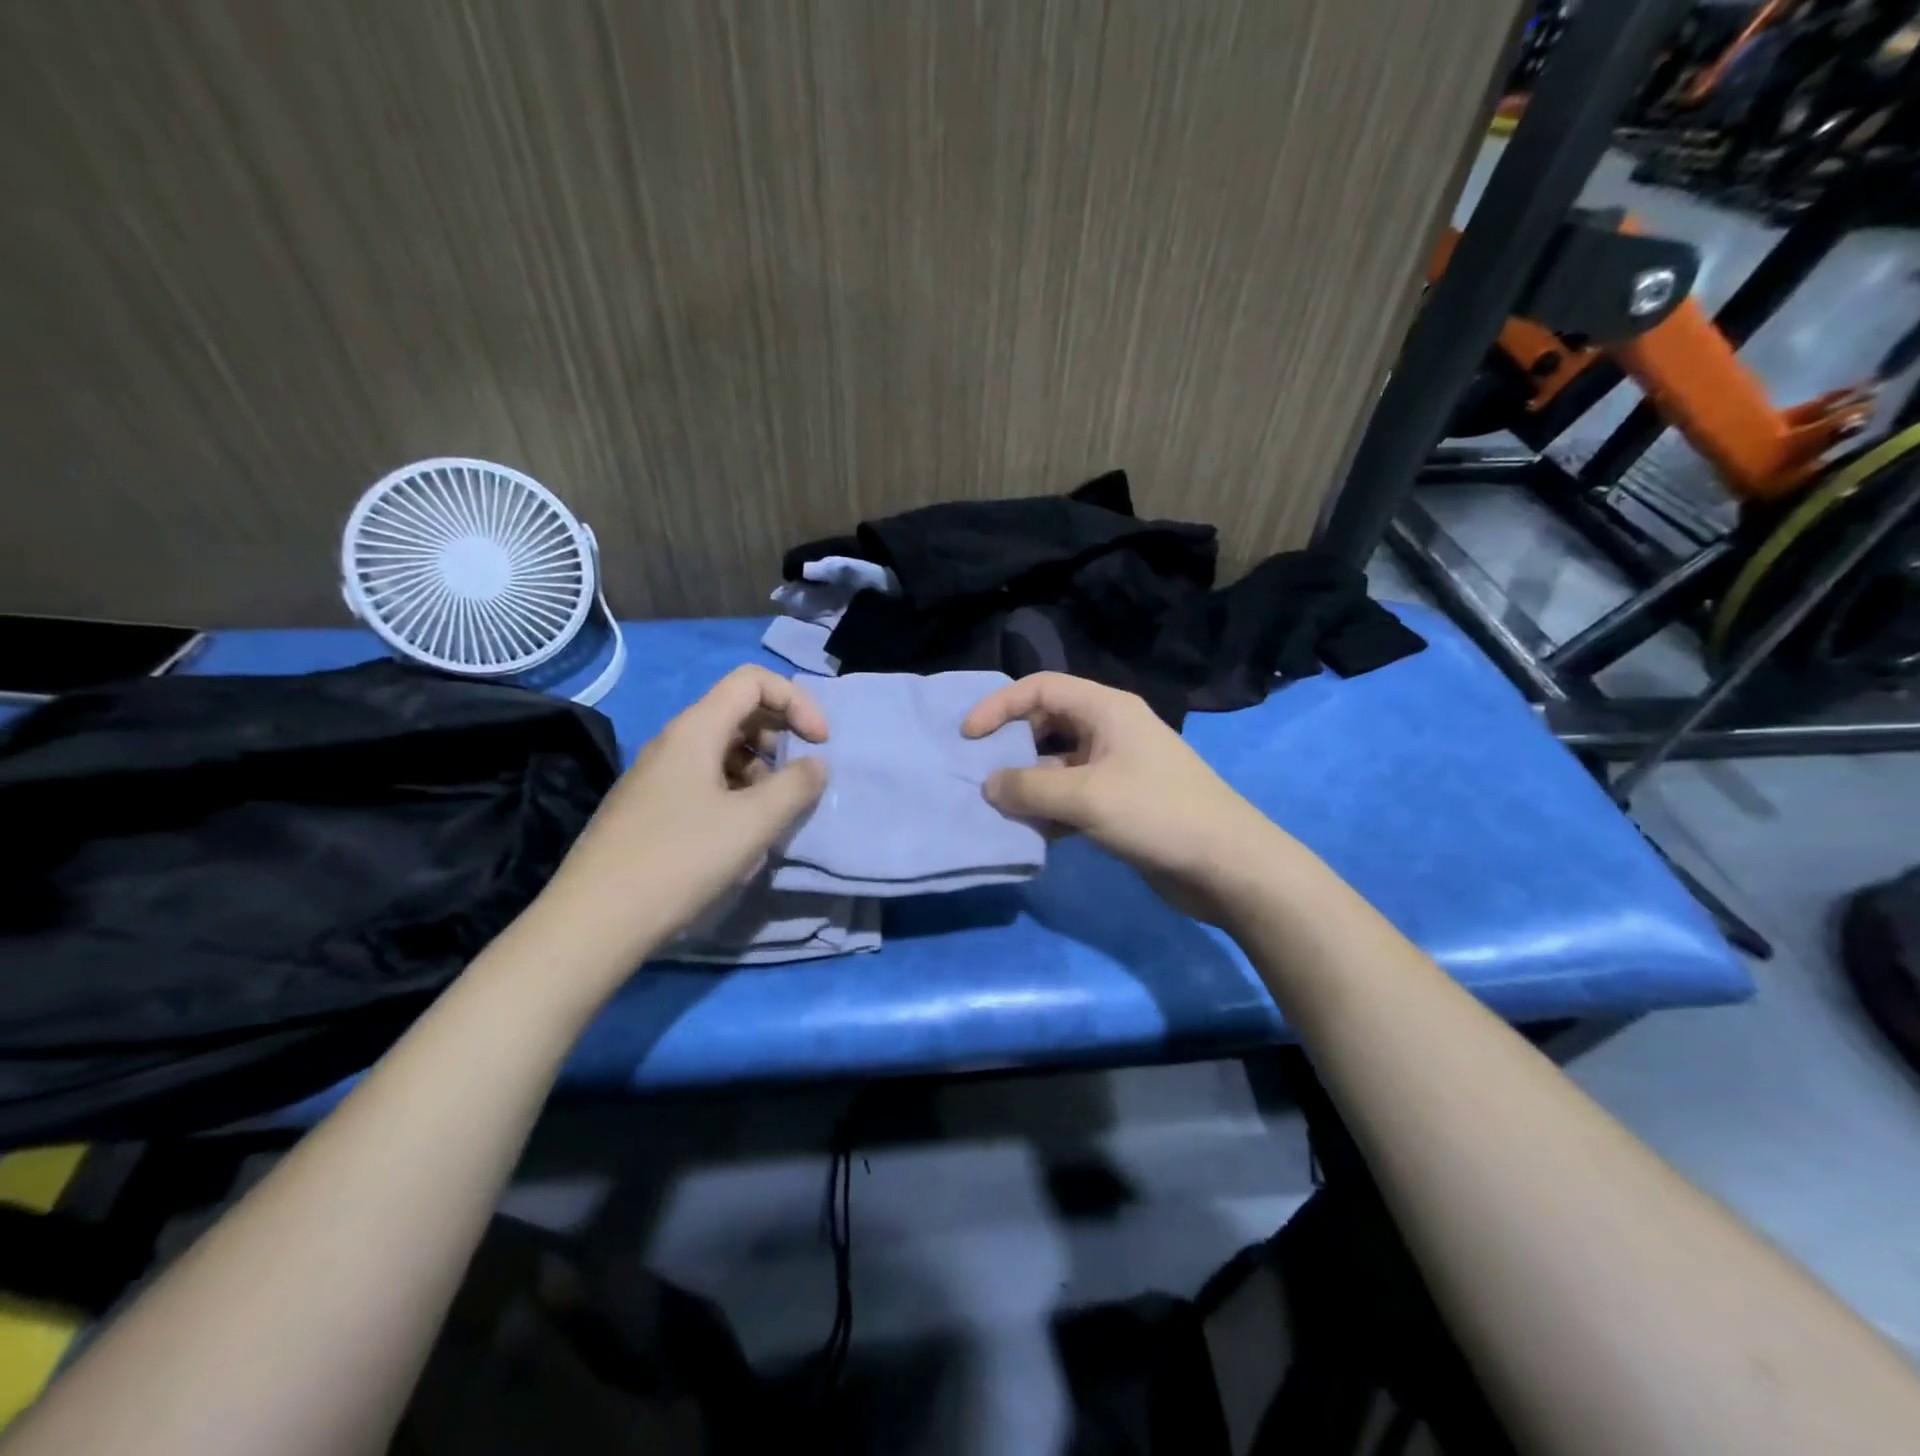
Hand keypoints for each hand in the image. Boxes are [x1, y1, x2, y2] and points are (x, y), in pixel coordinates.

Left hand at [541, 666, 828, 966]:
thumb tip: (815, 765)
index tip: (820, 742)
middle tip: (800, 776)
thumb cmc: (681, 860)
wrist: (596, 919)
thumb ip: (796, 786)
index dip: (796, 701)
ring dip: (761, 768)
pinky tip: (742, 832)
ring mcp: (659, 774)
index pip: (753, 681)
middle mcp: (675, 741)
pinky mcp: (653, 806)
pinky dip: (737, 791)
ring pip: (724, 749)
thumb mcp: (753, 822)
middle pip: (739, 711)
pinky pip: (706, 779)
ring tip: (774, 811)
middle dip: (781, 734)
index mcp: (696, 729)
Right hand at [963, 673, 1286, 923]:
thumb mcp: (1085, 797)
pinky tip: (1031, 832)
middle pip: (1047, 724)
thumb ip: (1029, 787)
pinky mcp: (1121, 802)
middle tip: (982, 774)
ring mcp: (1117, 767)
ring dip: (1029, 783)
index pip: (1041, 688)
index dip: (1000, 705)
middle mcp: (1110, 730)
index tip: (969, 736)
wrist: (1227, 865)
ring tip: (999, 808)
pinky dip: (1050, 809)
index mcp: (1106, 709)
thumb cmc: (1157, 814)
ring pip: (1057, 764)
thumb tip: (989, 786)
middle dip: (1012, 746)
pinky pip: (1073, 795)